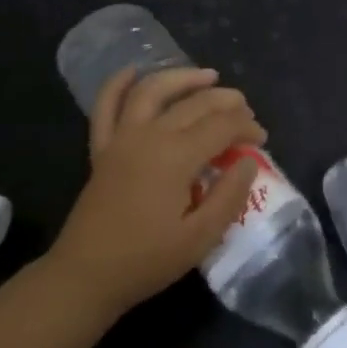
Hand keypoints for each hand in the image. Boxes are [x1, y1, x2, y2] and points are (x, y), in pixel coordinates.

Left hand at [48, 66, 265, 317]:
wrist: (85, 276)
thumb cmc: (146, 261)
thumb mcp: (200, 238)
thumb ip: (229, 196)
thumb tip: (249, 161)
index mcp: (176, 156)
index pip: (222, 126)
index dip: (247, 127)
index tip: (261, 140)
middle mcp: (150, 135)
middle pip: (195, 104)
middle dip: (227, 102)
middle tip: (246, 112)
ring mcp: (122, 138)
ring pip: (154, 90)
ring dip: (183, 78)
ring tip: (209, 76)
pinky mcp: (102, 148)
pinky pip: (106, 106)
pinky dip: (118, 84)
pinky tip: (133, 71)